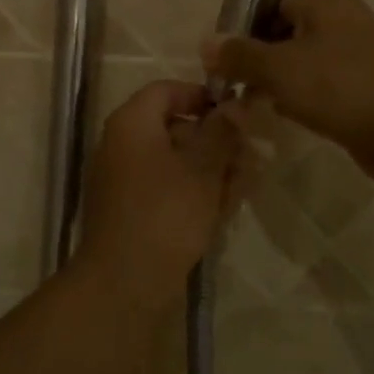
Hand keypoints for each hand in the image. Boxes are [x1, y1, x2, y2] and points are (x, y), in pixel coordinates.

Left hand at [74, 82, 247, 293]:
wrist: (125, 282)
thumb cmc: (166, 214)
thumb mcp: (202, 169)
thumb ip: (221, 133)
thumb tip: (236, 105)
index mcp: (131, 124)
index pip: (166, 90)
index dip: (202, 96)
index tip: (236, 113)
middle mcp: (121, 145)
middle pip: (173, 127)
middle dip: (216, 139)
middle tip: (251, 154)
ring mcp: (124, 179)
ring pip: (175, 161)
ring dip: (212, 168)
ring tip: (248, 182)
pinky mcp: (133, 210)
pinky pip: (167, 188)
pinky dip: (195, 191)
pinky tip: (227, 205)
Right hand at [201, 0, 373, 168]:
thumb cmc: (336, 87)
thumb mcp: (276, 69)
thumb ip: (237, 54)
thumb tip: (204, 43)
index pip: (268, 2)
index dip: (242, 31)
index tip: (225, 62)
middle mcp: (342, 12)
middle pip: (283, 30)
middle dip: (258, 59)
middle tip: (238, 87)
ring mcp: (357, 45)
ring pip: (301, 57)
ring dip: (277, 80)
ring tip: (258, 104)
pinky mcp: (365, 77)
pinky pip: (322, 78)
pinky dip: (303, 92)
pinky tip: (289, 114)